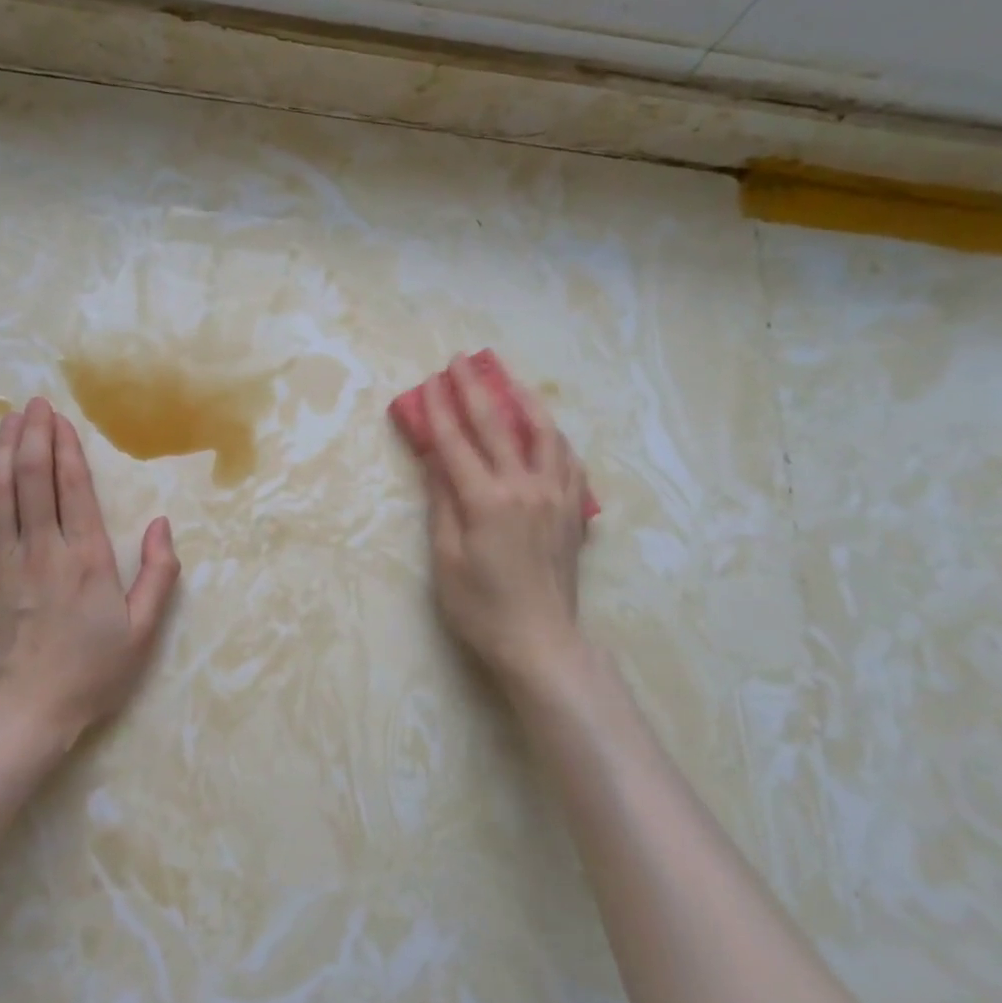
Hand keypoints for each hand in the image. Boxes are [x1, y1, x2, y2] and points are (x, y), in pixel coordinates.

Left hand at [0, 397, 179, 739]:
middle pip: (32, 477)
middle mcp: (41, 548)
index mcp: (86, 558)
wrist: (17, 719)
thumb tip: (163, 524)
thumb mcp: (142, 632)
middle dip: (32, 434)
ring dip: (0, 450)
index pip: (73, 487)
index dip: (66, 447)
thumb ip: (159, 575)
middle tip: (32, 403)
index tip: (60, 419)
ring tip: (5, 419)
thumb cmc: (87, 675)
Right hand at [419, 354, 589, 684]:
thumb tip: (433, 459)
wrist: (541, 642)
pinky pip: (567, 459)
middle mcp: (524, 487)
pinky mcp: (573, 510)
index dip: (438, 409)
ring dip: (523, 399)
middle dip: (475, 388)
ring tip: (508, 379)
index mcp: (486, 501)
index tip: (428, 381)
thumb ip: (441, 503)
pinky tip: (543, 430)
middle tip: (461, 360)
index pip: (456, 442)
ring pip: (542, 432)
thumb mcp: (446, 558)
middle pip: (497, 425)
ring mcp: (555, 496)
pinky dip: (552, 436)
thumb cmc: (480, 607)